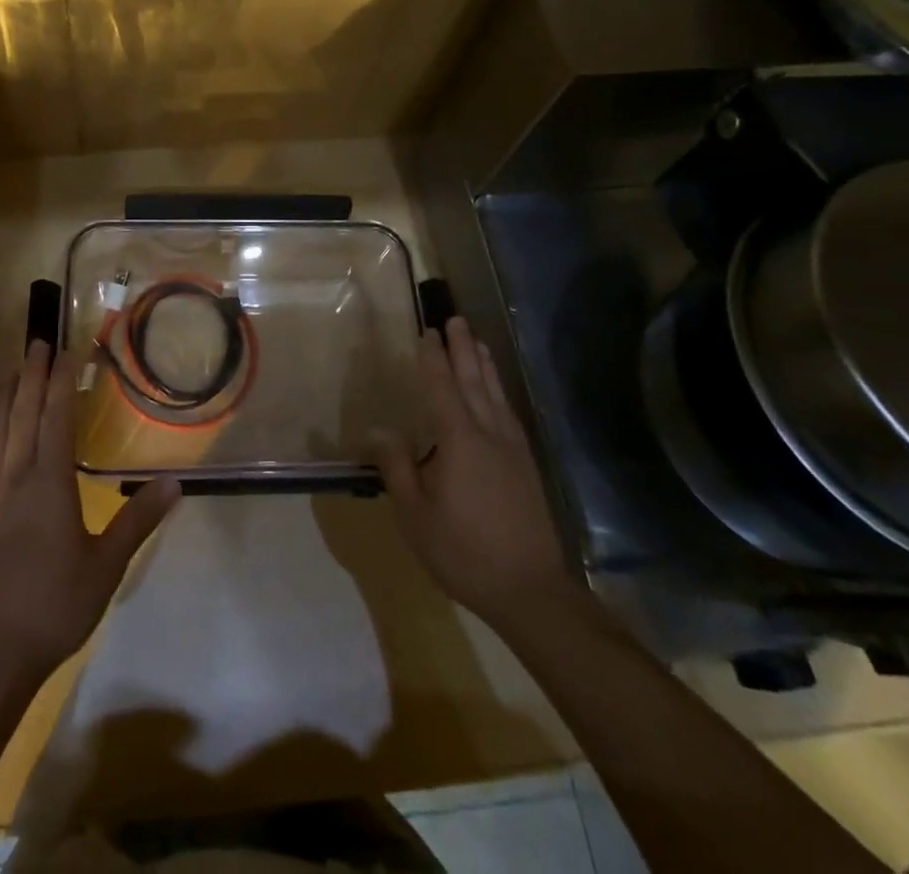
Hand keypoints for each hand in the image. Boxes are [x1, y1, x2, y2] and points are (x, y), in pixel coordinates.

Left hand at [0, 342, 180, 681]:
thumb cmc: (55, 604)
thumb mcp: (107, 565)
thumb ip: (138, 521)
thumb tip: (175, 483)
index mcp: (49, 482)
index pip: (57, 416)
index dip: (63, 380)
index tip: (69, 349)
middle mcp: (16, 477)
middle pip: (23, 413)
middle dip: (31, 375)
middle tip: (37, 343)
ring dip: (6, 398)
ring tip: (13, 375)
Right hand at [372, 317, 570, 624]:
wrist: (530, 590)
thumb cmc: (463, 551)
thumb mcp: (415, 514)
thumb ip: (396, 467)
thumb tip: (377, 429)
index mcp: (459, 440)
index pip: (442, 387)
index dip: (432, 358)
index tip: (426, 332)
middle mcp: (488, 434)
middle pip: (473, 381)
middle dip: (463, 349)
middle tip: (455, 319)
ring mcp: (512, 449)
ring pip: (495, 394)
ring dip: (484, 364)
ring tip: (476, 341)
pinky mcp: (526, 465)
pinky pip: (509, 413)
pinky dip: (499, 392)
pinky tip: (497, 393)